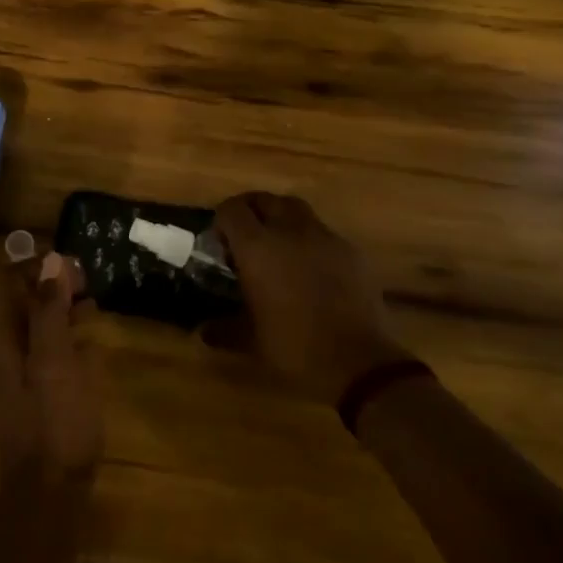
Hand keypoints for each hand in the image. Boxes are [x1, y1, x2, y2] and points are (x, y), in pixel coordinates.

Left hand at [0, 253, 103, 488]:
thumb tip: (51, 261)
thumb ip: (51, 309)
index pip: (10, 281)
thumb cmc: (56, 421)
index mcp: (1, 340)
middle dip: (55, 287)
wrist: (48, 495)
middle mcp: (0, 352)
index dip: (40, 266)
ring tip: (94, 312)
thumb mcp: (57, 359)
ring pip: (35, 327)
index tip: (76, 270)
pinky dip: (63, 341)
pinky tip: (89, 350)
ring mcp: (12, 376)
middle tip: (90, 290)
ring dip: (62, 312)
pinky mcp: (28, 396)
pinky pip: (42, 353)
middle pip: (23, 302)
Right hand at [214, 193, 408, 402]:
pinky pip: (322, 232)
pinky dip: (309, 240)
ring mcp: (324, 237)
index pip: (232, 209)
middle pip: (265, 199)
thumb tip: (203, 331)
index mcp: (258, 247)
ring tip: (279, 246)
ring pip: (296, 209)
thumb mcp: (252, 342)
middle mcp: (289, 231)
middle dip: (252, 211)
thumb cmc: (295, 348)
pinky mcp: (350, 250)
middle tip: (247, 238)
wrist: (359, 362)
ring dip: (281, 219)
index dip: (223, 220)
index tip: (221, 242)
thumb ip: (223, 329)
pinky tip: (311, 268)